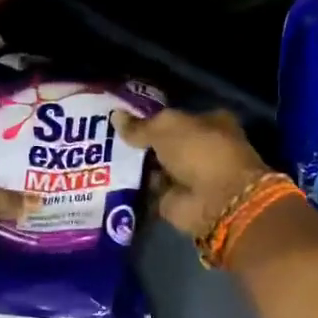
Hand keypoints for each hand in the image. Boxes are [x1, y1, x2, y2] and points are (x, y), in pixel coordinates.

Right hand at [112, 108, 270, 239]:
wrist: (216, 200)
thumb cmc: (199, 152)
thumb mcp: (166, 129)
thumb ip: (140, 126)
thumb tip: (115, 116)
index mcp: (208, 123)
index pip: (174, 118)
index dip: (149, 119)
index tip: (121, 120)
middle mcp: (199, 149)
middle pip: (162, 144)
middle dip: (138, 144)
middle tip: (105, 139)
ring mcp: (187, 177)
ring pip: (153, 168)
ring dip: (133, 167)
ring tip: (101, 160)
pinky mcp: (173, 201)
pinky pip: (147, 191)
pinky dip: (132, 189)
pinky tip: (108, 182)